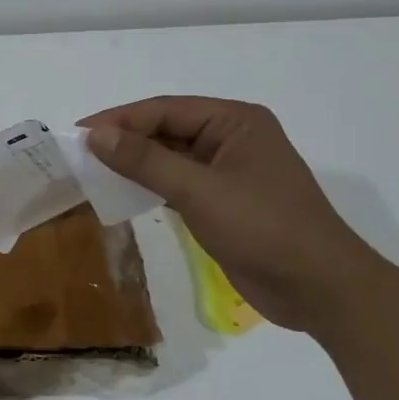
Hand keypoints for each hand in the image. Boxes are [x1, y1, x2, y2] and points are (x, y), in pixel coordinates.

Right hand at [80, 97, 388, 332]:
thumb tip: (96, 135)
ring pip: (170, 158)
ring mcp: (229, 171)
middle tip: (79, 153)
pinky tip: (123, 193)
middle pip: (167, 130)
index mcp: (235, 121)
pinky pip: (178, 183)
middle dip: (125, 140)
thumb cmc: (264, 228)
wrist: (320, 289)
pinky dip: (150, 186)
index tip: (77, 132)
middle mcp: (232, 138)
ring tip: (92, 171)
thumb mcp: (199, 191)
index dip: (119, 120)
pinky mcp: (224, 201)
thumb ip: (146, 161)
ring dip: (135, 164)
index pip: (165, 110)